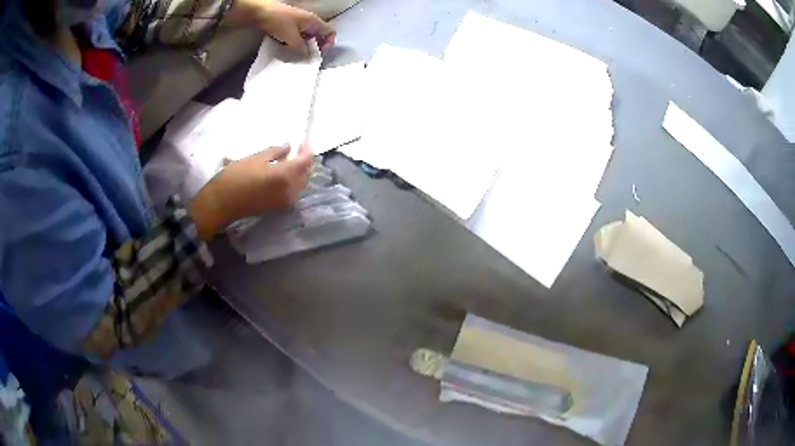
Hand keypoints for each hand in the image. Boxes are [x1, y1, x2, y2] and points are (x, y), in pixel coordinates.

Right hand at [189, 144, 313, 239]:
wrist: (222, 203)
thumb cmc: (236, 176)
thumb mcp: (256, 158)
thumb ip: (276, 152)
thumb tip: (289, 147)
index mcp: (287, 176)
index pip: (306, 161)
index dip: (307, 150)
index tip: (301, 143)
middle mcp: (291, 191)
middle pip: (306, 174)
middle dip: (304, 162)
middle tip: (296, 151)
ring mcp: (285, 202)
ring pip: (300, 185)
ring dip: (299, 173)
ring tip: (289, 162)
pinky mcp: (278, 208)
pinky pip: (292, 193)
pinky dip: (292, 182)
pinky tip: (283, 175)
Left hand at [232, 0, 335, 53]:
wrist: (260, 13)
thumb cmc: (279, 22)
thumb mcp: (292, 38)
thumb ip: (301, 49)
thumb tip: (308, 59)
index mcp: (314, 22)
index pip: (330, 32)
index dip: (328, 43)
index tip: (319, 54)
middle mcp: (308, 22)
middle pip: (318, 36)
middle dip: (314, 48)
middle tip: (306, 58)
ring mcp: (297, 23)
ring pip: (306, 38)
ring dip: (302, 47)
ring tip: (295, 56)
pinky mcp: (287, 26)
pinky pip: (295, 37)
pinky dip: (293, 44)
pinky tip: (286, 50)